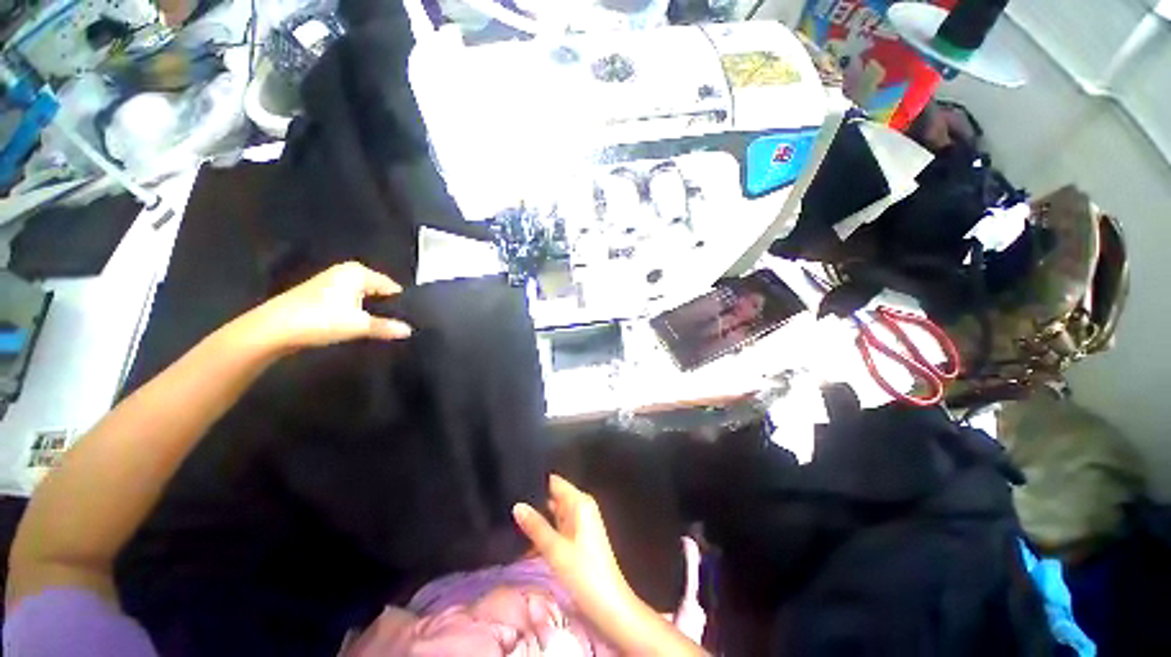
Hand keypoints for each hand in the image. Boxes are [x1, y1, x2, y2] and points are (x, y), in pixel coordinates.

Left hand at [236, 261, 411, 352]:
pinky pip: (350, 302)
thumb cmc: (320, 320)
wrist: (273, 329)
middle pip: (378, 291)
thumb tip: (410, 330)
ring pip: (364, 297)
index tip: (410, 320)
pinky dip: (357, 313)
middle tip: (398, 326)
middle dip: (387, 308)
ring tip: (382, 328)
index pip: (392, 286)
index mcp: (358, 272)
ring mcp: (332, 282)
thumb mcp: (359, 325)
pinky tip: (359, 326)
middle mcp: (346, 272)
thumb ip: (386, 327)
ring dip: (371, 312)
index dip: (401, 304)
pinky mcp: (322, 295)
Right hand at [513, 475, 635, 621]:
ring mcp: (580, 522)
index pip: (554, 482)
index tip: (513, 485)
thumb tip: (517, 505)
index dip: (535, 482)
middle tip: (505, 505)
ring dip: (536, 519)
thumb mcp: (556, 550)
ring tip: (507, 520)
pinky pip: (556, 527)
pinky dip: (543, 532)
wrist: (608, 605)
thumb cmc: (584, 573)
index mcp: (580, 502)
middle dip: (532, 502)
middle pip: (553, 496)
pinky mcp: (577, 537)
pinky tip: (521, 540)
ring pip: (553, 513)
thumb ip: (535, 526)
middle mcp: (581, 507)